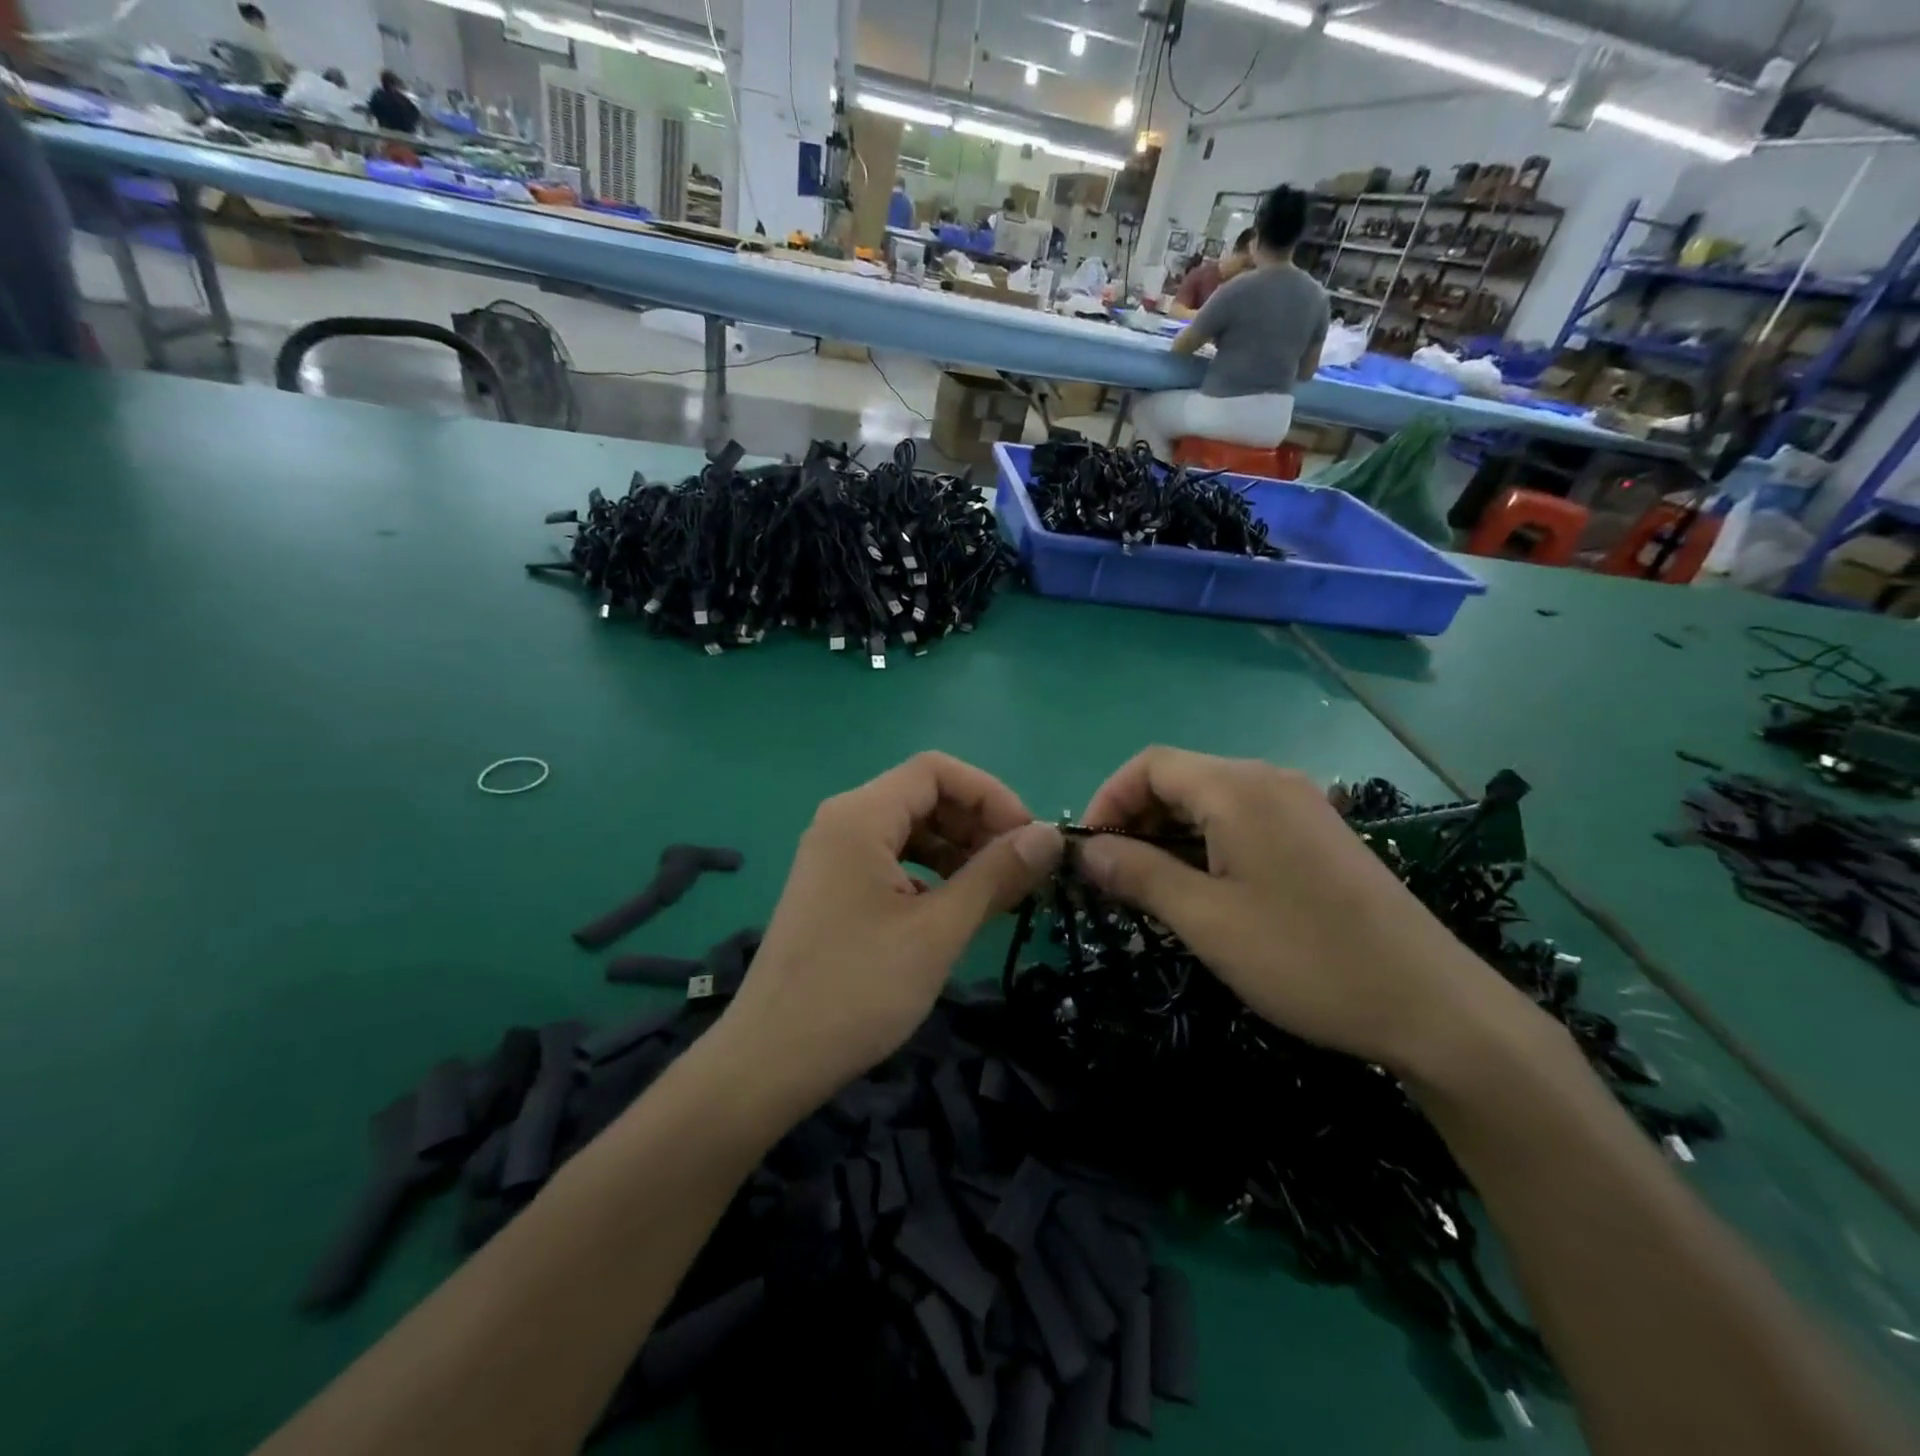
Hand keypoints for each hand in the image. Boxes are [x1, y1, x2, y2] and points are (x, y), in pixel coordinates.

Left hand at [721, 753, 1062, 1109]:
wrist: (771, 1060)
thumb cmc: (859, 988)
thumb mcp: (938, 930)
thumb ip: (996, 874)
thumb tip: (1048, 835)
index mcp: (860, 816)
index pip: (936, 770)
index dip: (990, 794)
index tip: (1028, 839)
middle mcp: (842, 822)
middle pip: (923, 796)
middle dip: (976, 824)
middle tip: (1019, 870)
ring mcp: (833, 857)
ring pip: (909, 830)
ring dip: (957, 851)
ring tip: (996, 891)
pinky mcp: (833, 889)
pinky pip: (891, 861)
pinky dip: (930, 874)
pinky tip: (952, 910)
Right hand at [1077, 747, 1534, 1076]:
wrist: (1432, 1006)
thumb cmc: (1305, 958)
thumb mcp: (1206, 920)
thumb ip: (1138, 874)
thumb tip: (1086, 850)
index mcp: (1238, 788)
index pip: (1150, 765)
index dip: (1107, 800)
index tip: (1088, 853)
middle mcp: (1269, 780)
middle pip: (1180, 778)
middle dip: (1136, 820)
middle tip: (1115, 879)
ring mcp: (1300, 804)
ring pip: (1211, 801)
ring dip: (1169, 835)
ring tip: (1153, 890)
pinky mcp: (1319, 833)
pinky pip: (1244, 820)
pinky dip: (1207, 844)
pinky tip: (1206, 890)